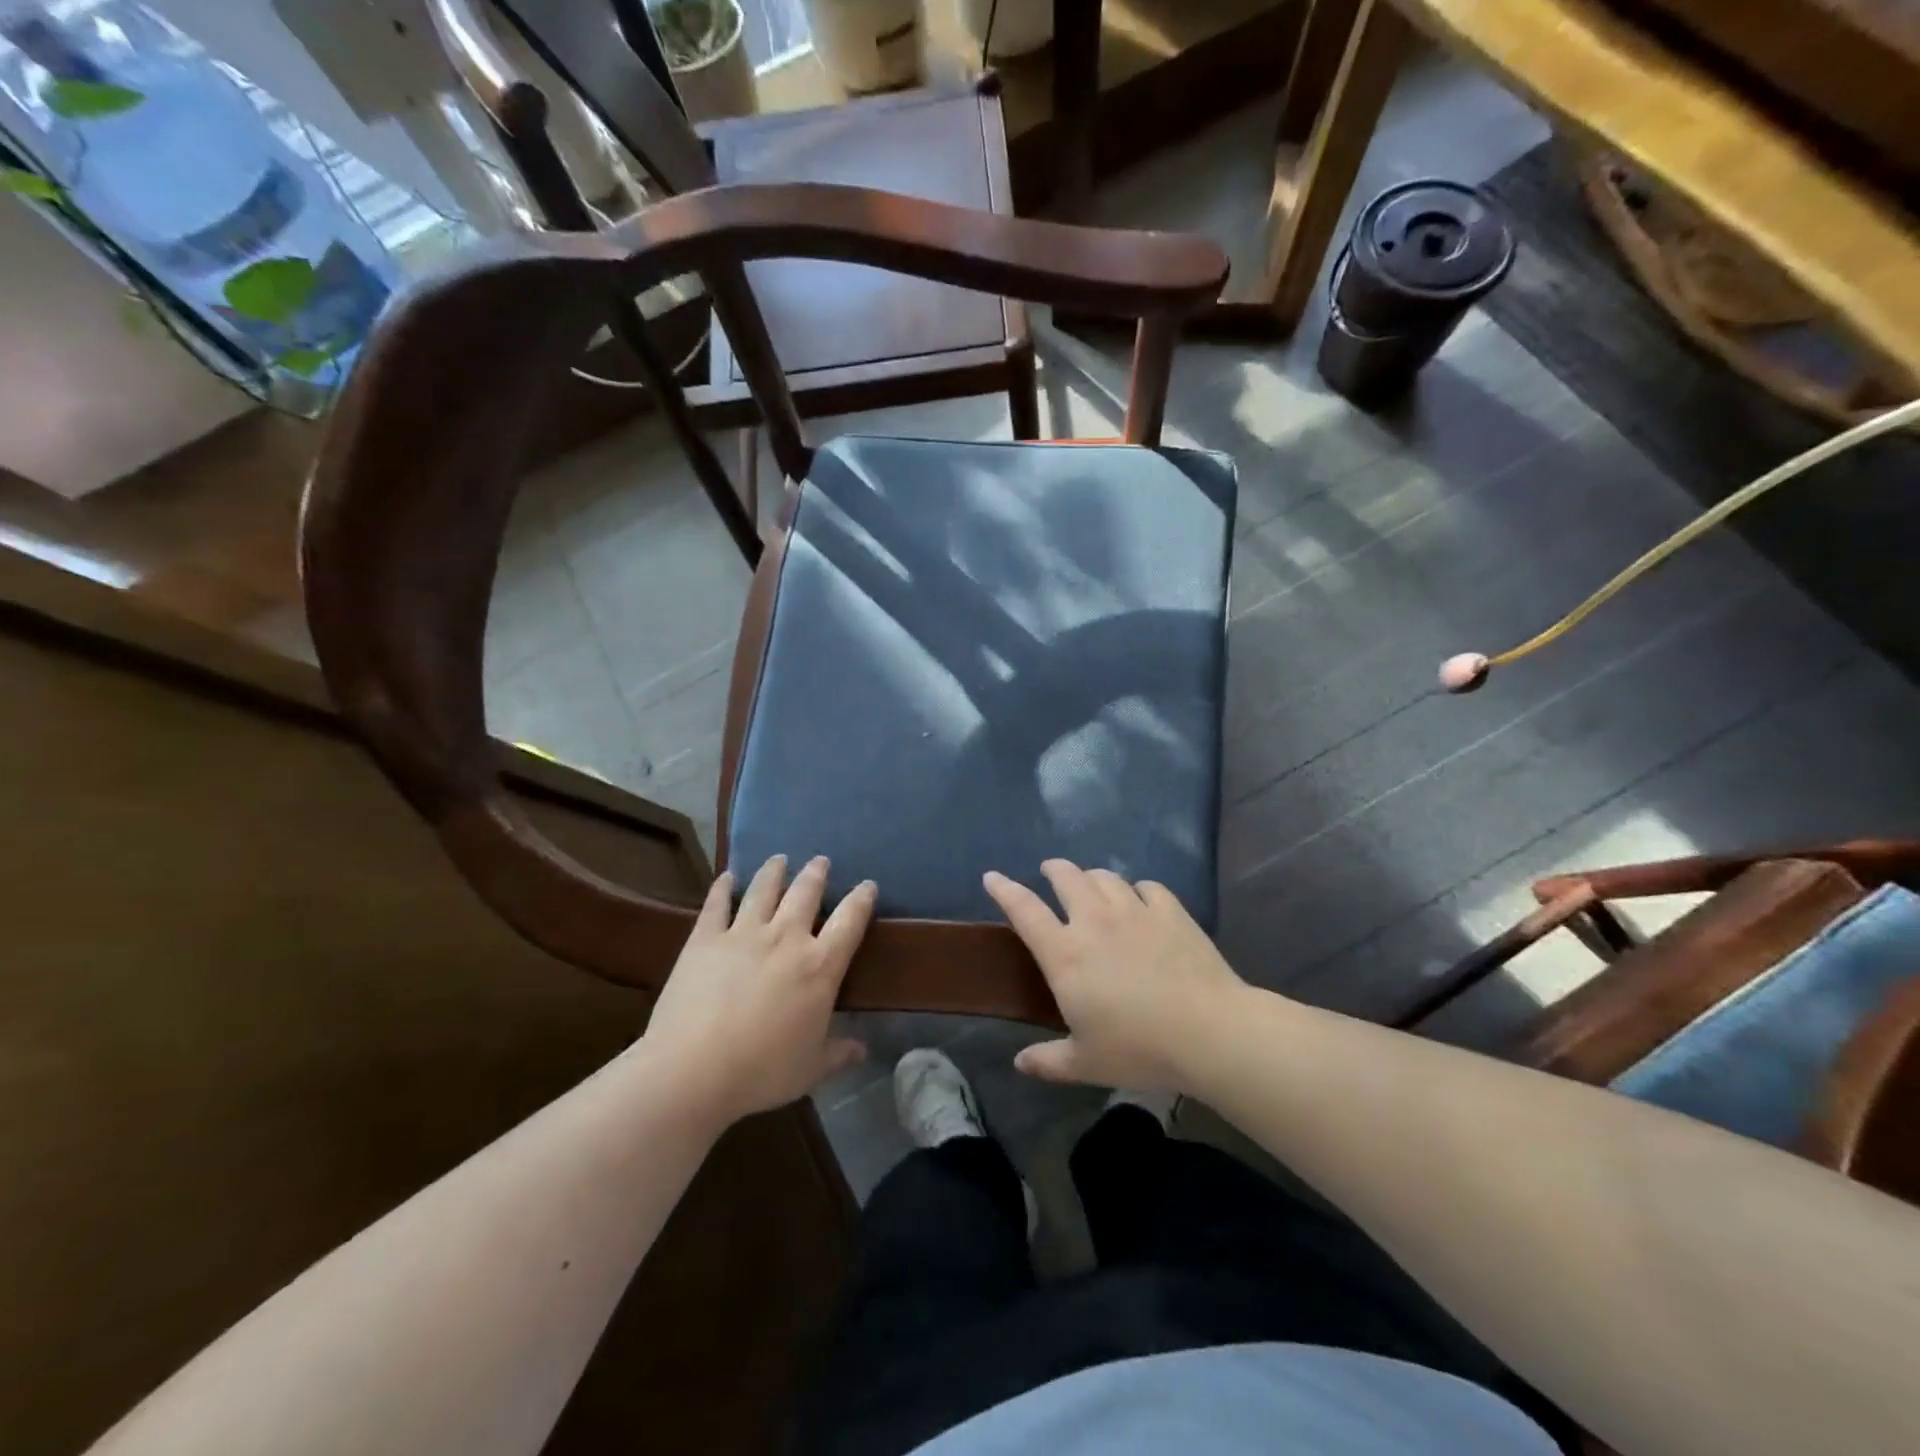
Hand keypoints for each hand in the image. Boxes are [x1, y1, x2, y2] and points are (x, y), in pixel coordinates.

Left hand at [643, 855, 874, 1126]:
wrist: (693, 1070)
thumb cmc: (761, 1071)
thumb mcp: (811, 1068)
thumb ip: (839, 1053)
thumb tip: (863, 1049)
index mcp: (819, 966)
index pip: (850, 921)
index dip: (862, 900)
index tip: (868, 885)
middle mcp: (786, 939)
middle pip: (806, 893)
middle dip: (816, 874)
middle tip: (820, 861)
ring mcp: (743, 934)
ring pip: (764, 889)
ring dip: (774, 871)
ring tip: (779, 859)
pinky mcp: (705, 939)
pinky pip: (716, 904)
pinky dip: (722, 888)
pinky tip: (726, 877)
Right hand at [985, 859, 1245, 1093]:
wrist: (1208, 1031)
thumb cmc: (1139, 1048)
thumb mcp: (1086, 1063)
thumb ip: (1048, 1061)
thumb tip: (1020, 1063)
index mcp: (1065, 954)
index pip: (1024, 910)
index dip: (1005, 889)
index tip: (992, 877)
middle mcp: (1094, 921)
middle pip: (1067, 877)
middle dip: (1054, 869)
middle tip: (1050, 872)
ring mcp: (1135, 911)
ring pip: (1105, 877)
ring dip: (1092, 876)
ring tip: (1091, 884)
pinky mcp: (1171, 911)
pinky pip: (1148, 887)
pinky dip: (1137, 889)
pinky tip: (1140, 899)